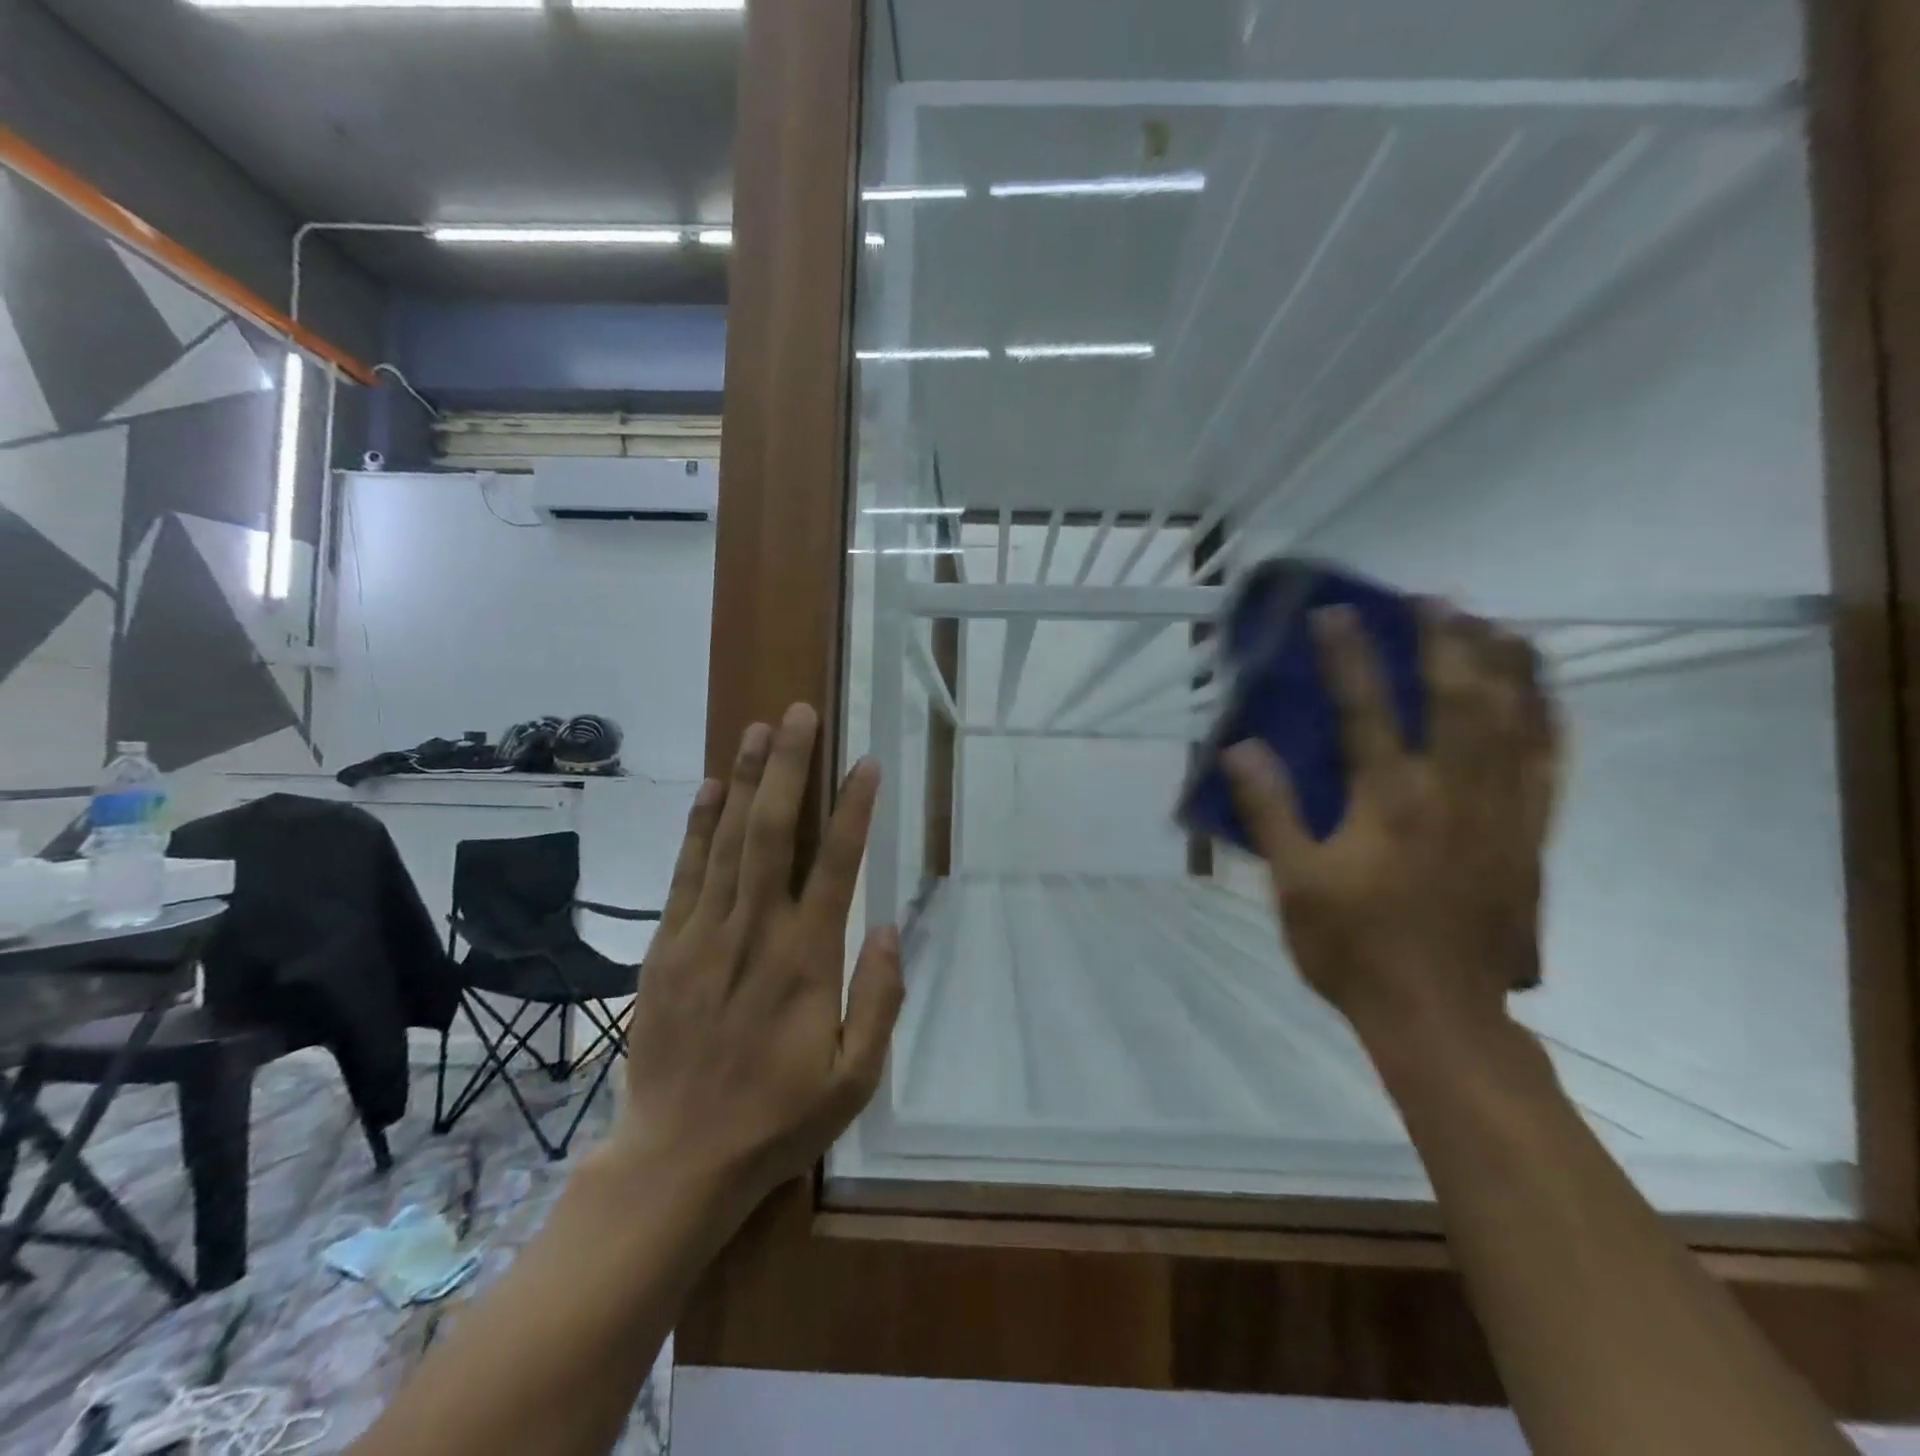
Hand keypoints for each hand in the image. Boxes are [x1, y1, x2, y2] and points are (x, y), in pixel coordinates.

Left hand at [612, 703, 902, 1213]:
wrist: (677, 1158)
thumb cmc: (777, 1117)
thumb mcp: (855, 1078)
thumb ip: (879, 997)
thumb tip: (887, 925)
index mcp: (807, 961)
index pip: (835, 865)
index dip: (851, 809)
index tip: (864, 762)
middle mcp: (755, 932)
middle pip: (773, 833)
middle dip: (788, 768)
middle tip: (799, 715)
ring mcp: (703, 935)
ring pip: (726, 841)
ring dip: (745, 780)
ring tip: (758, 729)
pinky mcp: (666, 947)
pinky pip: (685, 873)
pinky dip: (698, 826)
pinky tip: (710, 789)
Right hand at [1224, 603, 1560, 1036]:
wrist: (1440, 1015)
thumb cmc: (1353, 947)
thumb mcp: (1294, 882)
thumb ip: (1269, 811)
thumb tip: (1240, 749)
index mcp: (1388, 801)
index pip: (1367, 709)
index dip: (1348, 656)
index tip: (1334, 613)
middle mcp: (1452, 792)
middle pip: (1457, 698)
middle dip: (1445, 640)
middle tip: (1433, 599)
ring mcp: (1501, 813)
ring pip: (1515, 721)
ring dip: (1504, 665)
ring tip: (1495, 624)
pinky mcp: (1529, 837)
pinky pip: (1548, 764)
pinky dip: (1546, 719)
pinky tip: (1540, 696)